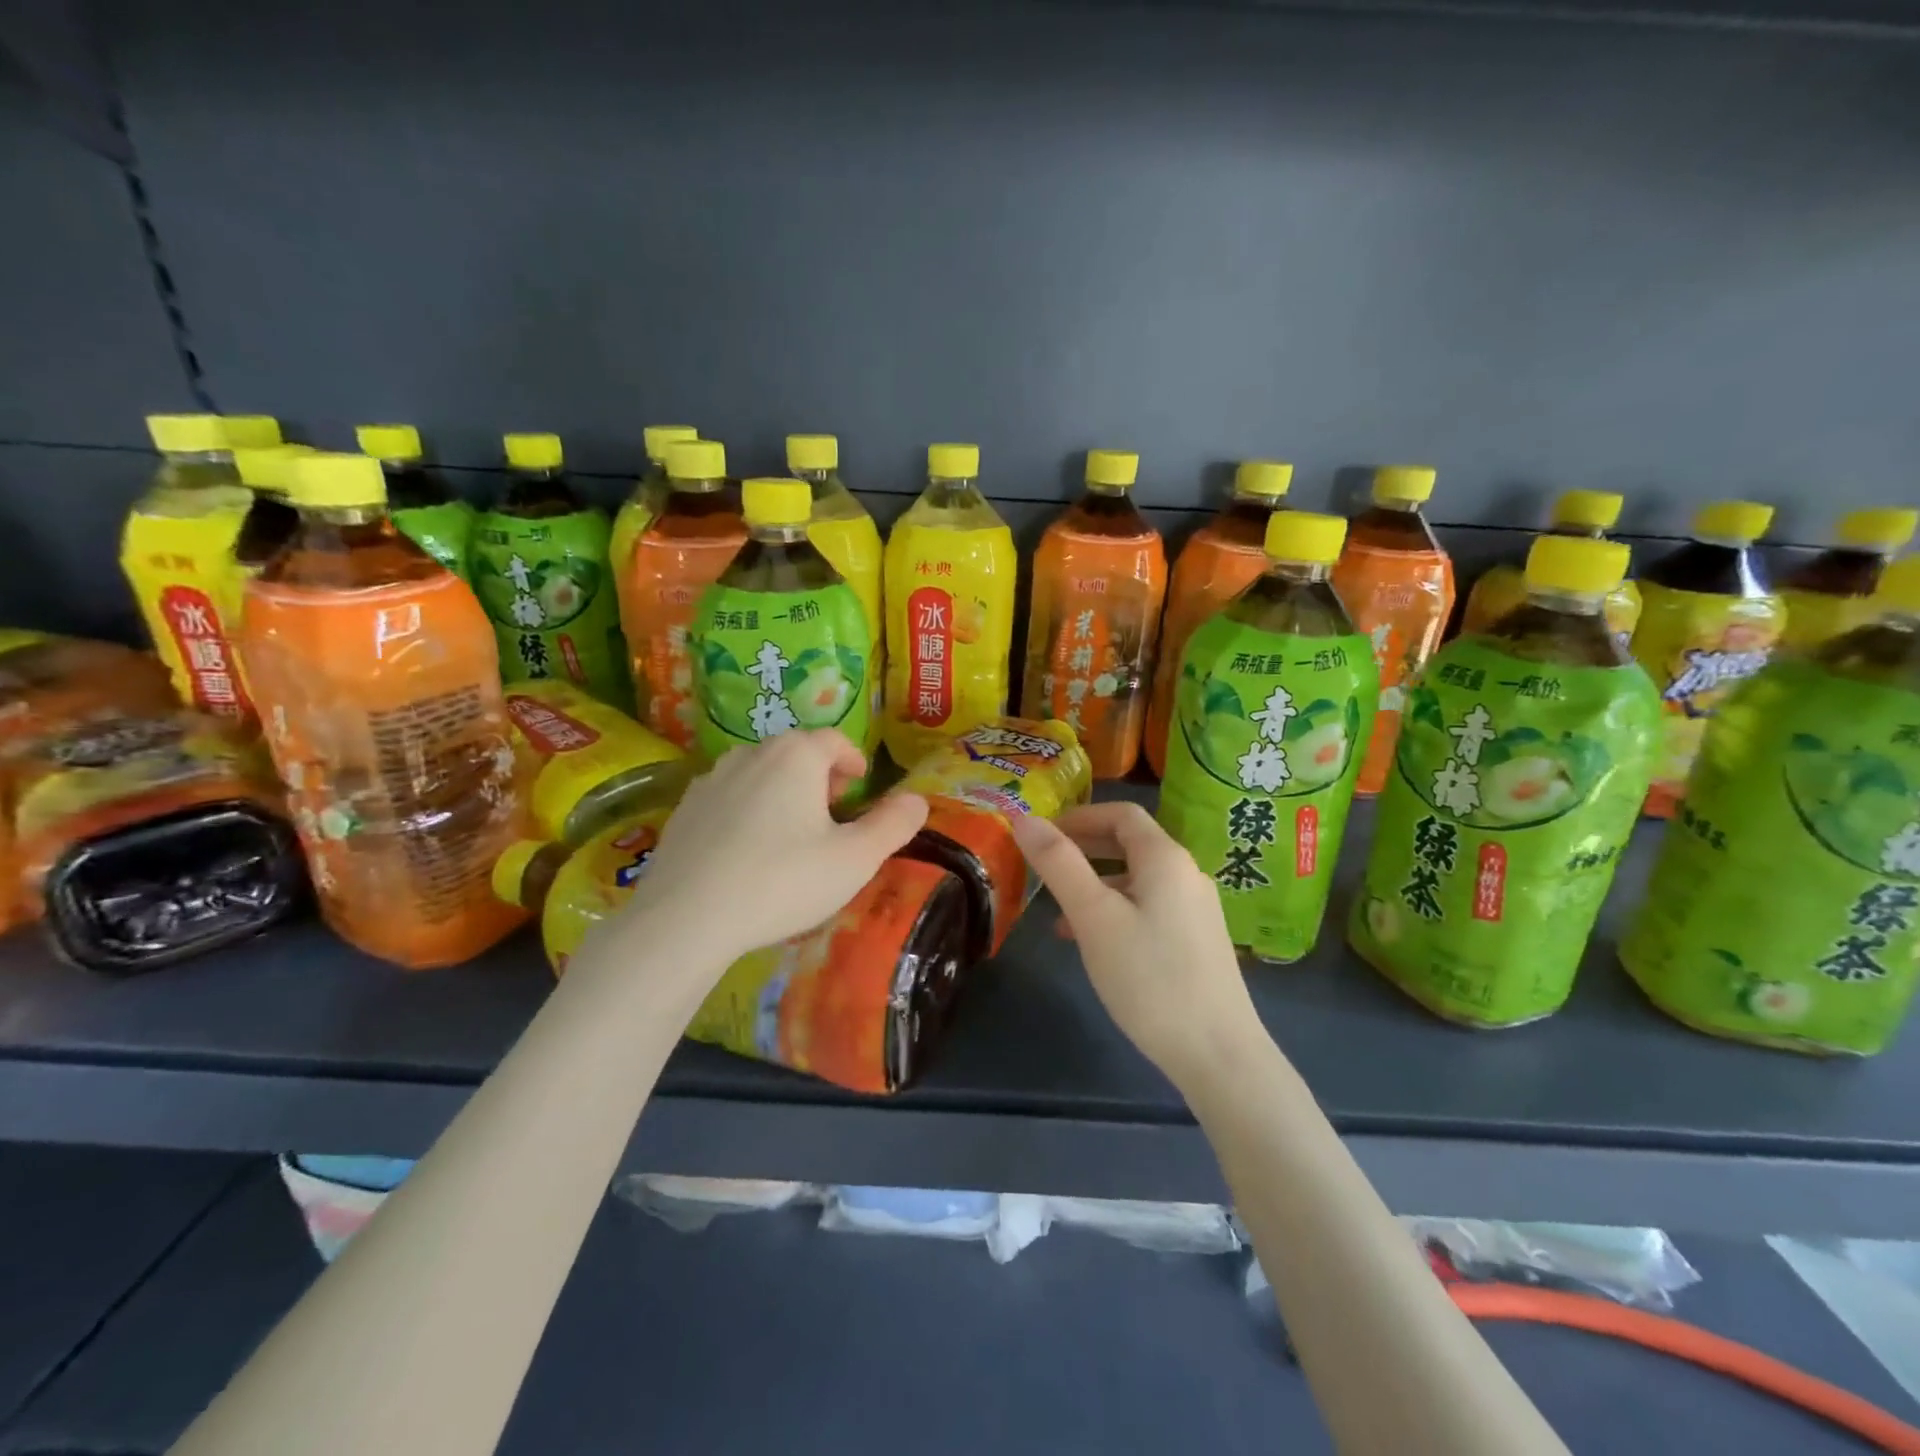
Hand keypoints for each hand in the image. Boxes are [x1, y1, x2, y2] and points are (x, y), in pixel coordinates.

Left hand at [620, 731, 927, 965]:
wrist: (686, 918)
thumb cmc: (783, 881)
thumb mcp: (855, 859)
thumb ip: (893, 825)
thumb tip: (918, 799)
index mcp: (796, 756)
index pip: (834, 740)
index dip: (853, 760)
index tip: (860, 787)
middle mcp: (751, 753)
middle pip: (796, 753)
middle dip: (819, 776)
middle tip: (832, 814)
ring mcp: (711, 779)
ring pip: (760, 774)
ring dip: (782, 792)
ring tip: (791, 835)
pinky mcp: (683, 809)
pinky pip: (728, 798)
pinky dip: (747, 812)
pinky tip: (747, 853)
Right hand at [1011, 801, 1258, 1088]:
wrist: (1217, 1054)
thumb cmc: (1149, 977)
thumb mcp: (1094, 917)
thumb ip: (1059, 864)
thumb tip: (1025, 819)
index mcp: (1165, 858)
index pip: (1122, 813)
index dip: (1079, 816)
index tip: (1042, 834)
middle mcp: (1186, 874)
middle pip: (1131, 843)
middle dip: (1084, 848)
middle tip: (1043, 865)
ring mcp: (1195, 910)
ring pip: (1137, 879)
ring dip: (1095, 884)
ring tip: (1057, 912)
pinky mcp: (1197, 941)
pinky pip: (1148, 908)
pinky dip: (1115, 911)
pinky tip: (1091, 943)